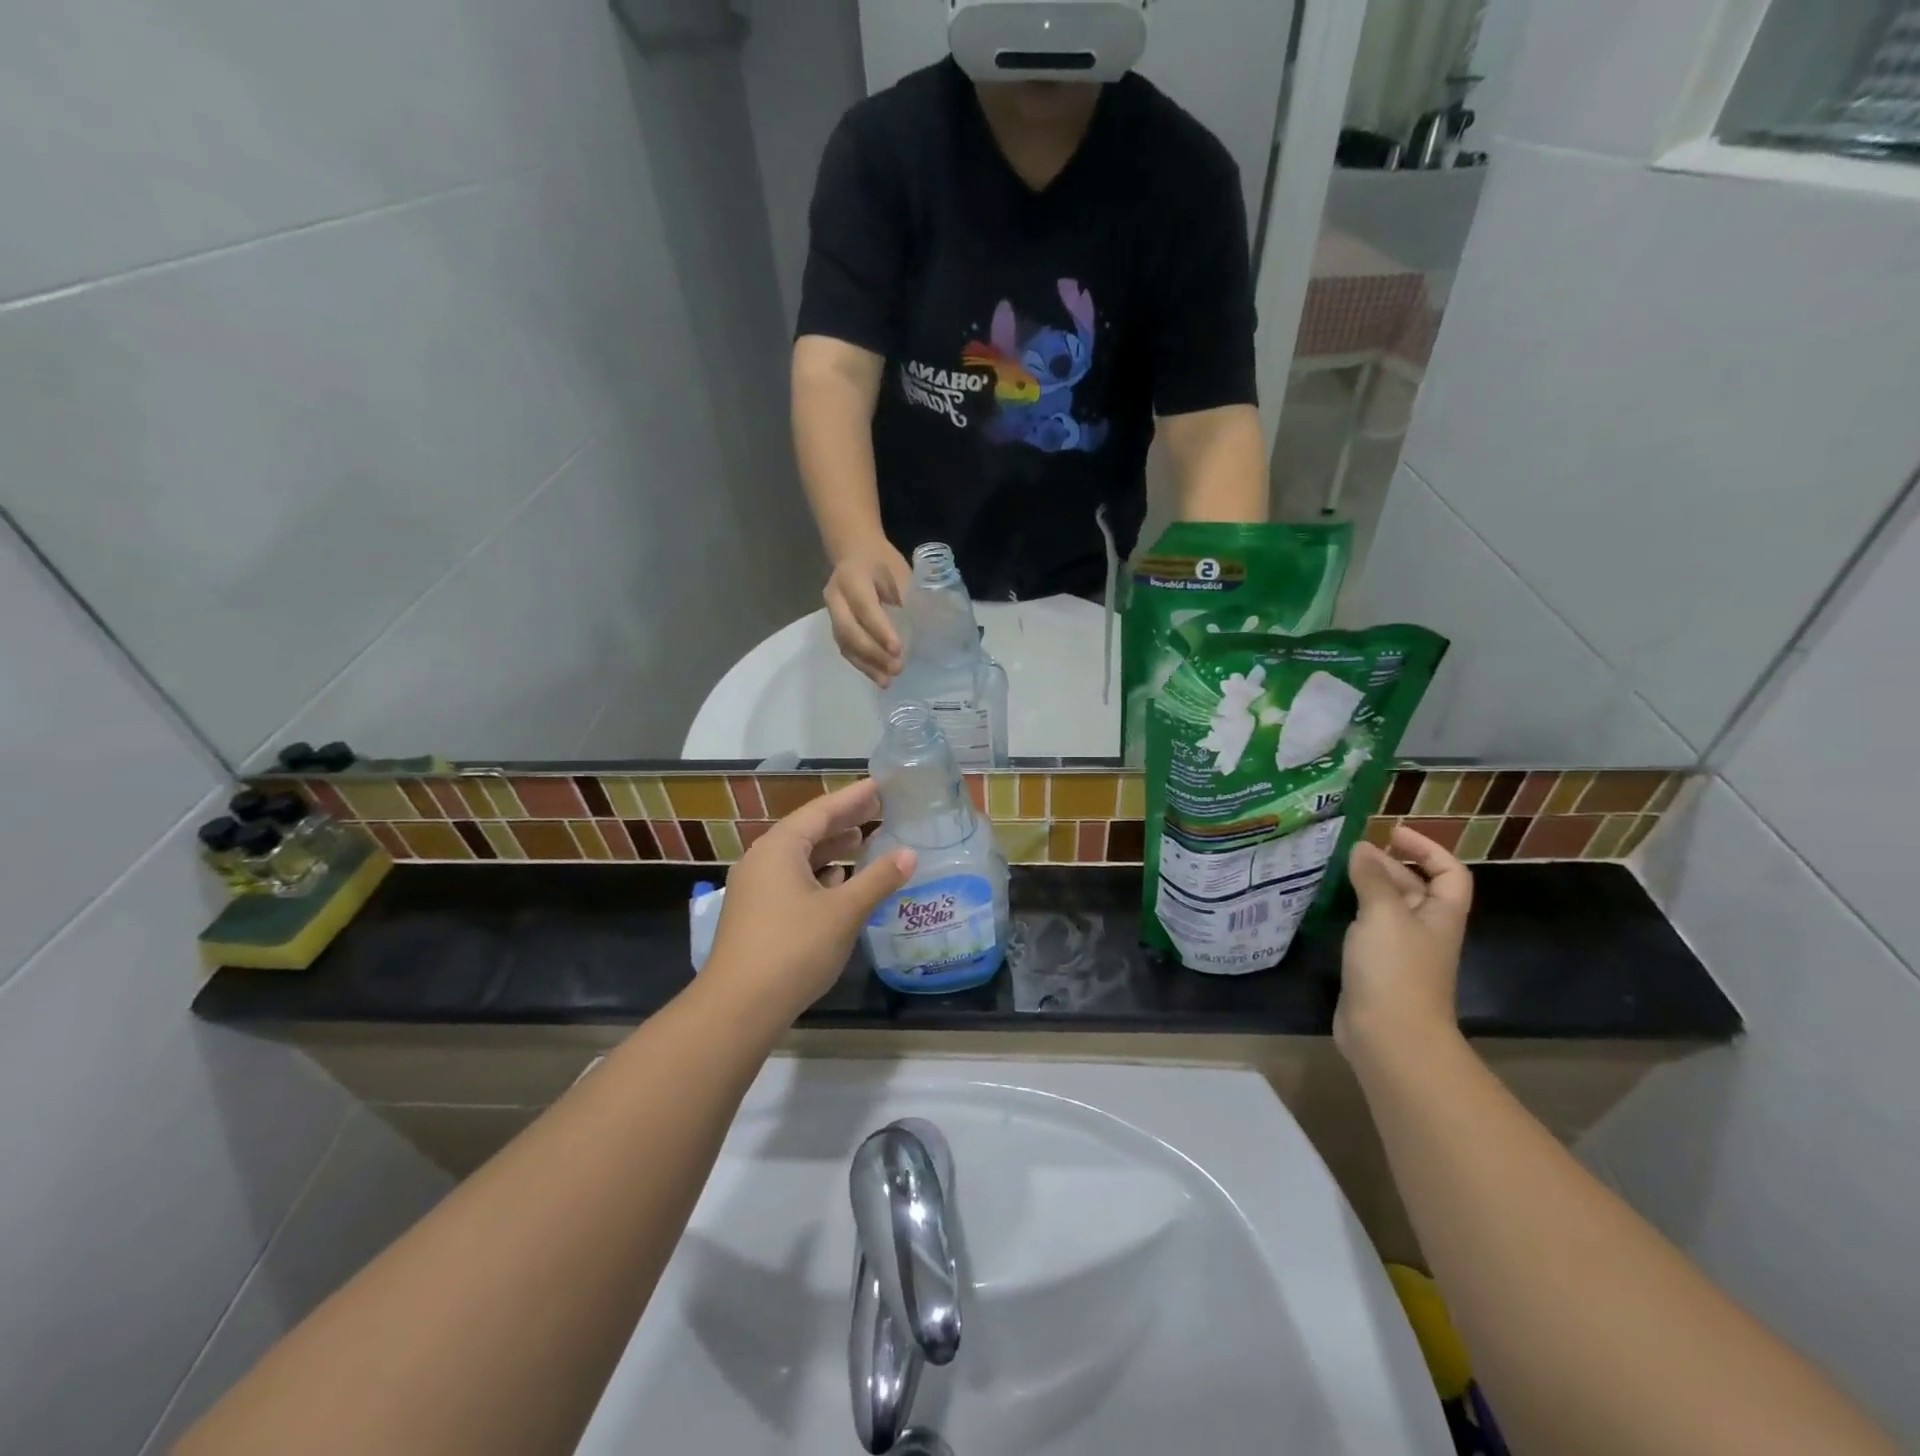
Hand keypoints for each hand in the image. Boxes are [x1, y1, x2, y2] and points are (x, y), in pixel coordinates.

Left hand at [702, 779, 914, 1022]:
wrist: (739, 1007)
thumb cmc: (794, 949)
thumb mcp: (844, 911)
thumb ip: (878, 879)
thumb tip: (909, 854)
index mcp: (780, 848)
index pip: (822, 810)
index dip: (854, 798)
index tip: (881, 785)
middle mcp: (763, 859)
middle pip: (810, 830)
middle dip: (845, 820)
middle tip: (881, 809)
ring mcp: (756, 888)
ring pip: (801, 857)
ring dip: (833, 849)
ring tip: (866, 841)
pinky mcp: (757, 914)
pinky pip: (793, 879)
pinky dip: (820, 874)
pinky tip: (841, 882)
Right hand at [825, 540, 909, 685]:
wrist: (856, 553)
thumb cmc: (884, 563)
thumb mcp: (899, 572)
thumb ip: (909, 597)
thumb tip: (931, 628)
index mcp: (852, 577)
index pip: (864, 607)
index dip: (880, 630)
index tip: (898, 649)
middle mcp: (836, 596)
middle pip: (848, 630)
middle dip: (872, 653)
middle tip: (897, 669)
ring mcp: (832, 612)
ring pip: (845, 643)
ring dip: (867, 665)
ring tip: (887, 681)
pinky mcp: (836, 626)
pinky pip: (846, 648)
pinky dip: (862, 665)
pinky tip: (879, 677)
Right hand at [1334, 825, 1472, 1067]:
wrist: (1389, 1035)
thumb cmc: (1395, 969)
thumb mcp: (1383, 914)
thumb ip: (1373, 878)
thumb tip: (1362, 849)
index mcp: (1440, 915)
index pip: (1449, 872)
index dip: (1427, 848)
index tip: (1392, 833)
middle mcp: (1425, 929)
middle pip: (1415, 887)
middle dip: (1388, 864)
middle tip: (1351, 849)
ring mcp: (1401, 951)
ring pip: (1388, 908)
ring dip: (1366, 886)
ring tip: (1334, 870)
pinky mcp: (1376, 968)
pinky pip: (1368, 928)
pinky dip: (1352, 912)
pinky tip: (1328, 905)